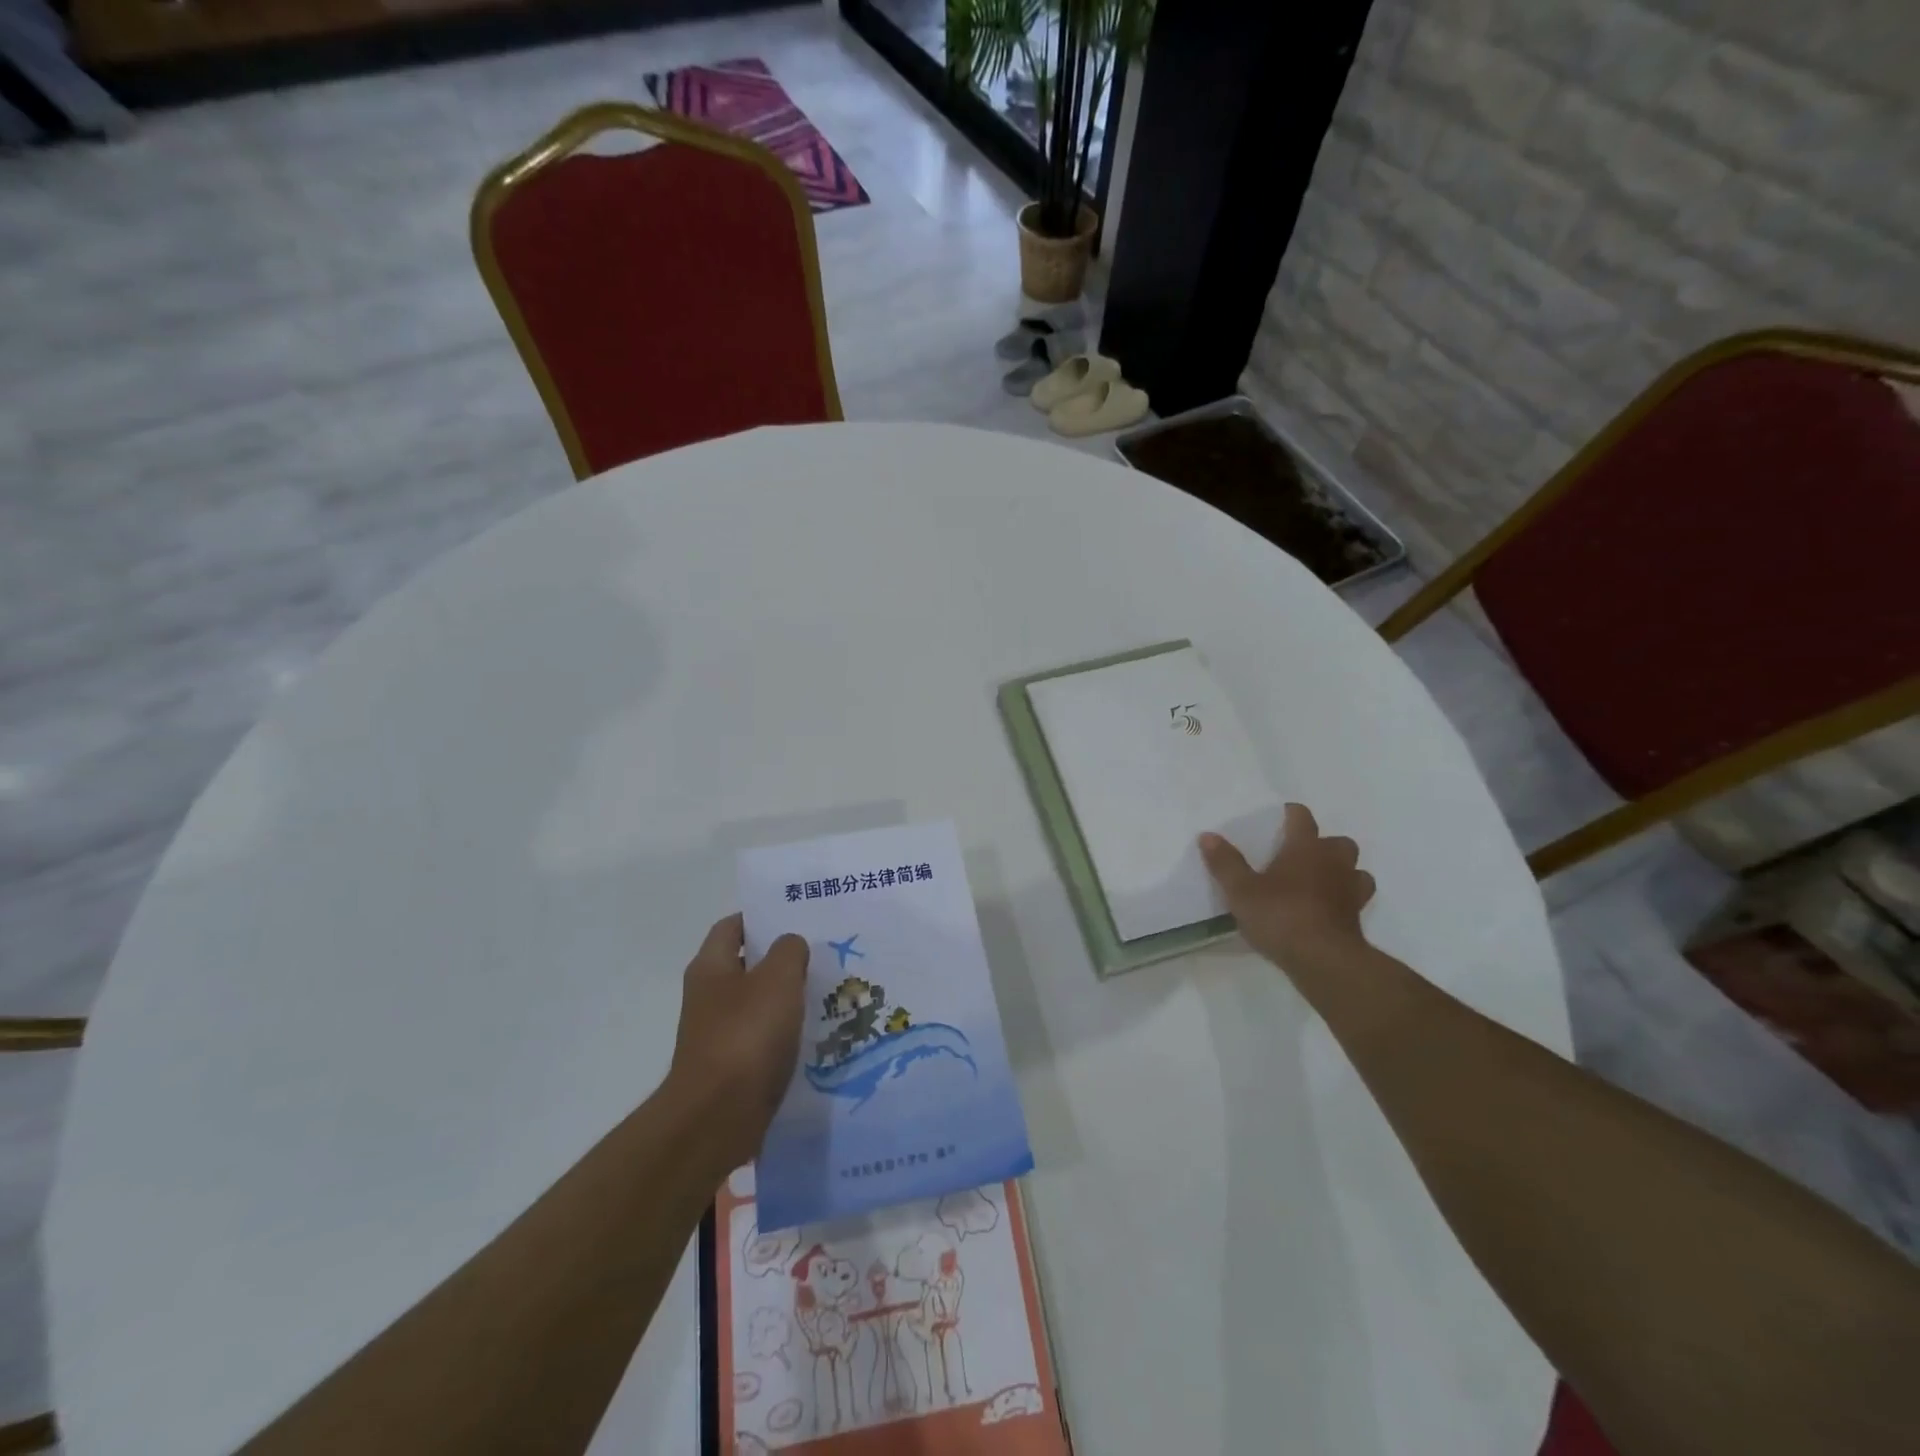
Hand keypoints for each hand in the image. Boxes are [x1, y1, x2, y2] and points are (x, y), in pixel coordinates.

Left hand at [666, 915, 808, 1172]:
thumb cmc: (746, 1036)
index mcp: (711, 966)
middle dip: (781, 959)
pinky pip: (762, 1039)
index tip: (797, 918)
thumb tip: (790, 945)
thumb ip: (789, 951)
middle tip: (822, 954)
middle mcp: (708, 996)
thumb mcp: (778, 979)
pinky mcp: (731, 1067)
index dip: (762, 917)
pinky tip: (814, 1035)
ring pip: (758, 1003)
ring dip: (786, 998)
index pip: (733, 926)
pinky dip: (784, 1034)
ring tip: (826, 993)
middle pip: (747, 964)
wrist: (717, 1118)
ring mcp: (718, 1033)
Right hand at [1199, 803, 1375, 968]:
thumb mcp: (1240, 891)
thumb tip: (1207, 835)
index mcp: (1305, 848)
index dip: (1292, 814)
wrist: (1323, 960)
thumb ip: (1225, 862)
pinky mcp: (1357, 917)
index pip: (1302, 818)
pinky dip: (1346, 898)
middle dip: (1324, 844)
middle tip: (1301, 855)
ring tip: (1320, 881)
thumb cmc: (1280, 915)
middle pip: (1338, 842)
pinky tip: (1329, 908)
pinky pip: (1356, 898)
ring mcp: (1351, 890)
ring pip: (1355, 869)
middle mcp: (1333, 862)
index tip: (1281, 816)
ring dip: (1341, 870)